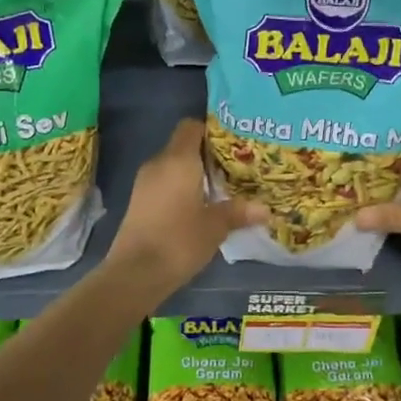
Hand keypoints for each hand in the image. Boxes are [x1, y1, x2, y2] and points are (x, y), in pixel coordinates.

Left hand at [107, 119, 265, 290]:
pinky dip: (182, 189)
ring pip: (174, 167)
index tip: (233, 143)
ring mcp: (145, 183)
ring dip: (195, 174)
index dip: (211, 130)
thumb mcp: (216, 226)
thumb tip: (265, 209)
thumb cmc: (179, 241)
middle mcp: (159, 164)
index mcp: (178, 160)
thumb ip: (239, 212)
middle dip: (209, 155)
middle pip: (184, 146)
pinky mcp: (140, 202)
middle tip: (236, 168)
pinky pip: (165, 184)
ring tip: (223, 188)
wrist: (135, 273)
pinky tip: (201, 207)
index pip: (191, 127)